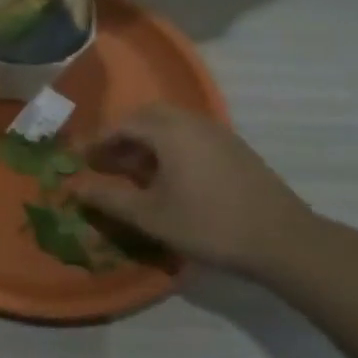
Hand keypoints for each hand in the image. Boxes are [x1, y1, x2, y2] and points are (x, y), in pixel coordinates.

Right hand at [65, 104, 315, 274]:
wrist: (283, 241)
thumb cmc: (208, 224)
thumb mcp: (150, 215)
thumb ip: (108, 198)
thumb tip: (73, 187)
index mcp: (170, 131)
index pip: (123, 124)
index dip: (98, 141)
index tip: (82, 160)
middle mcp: (193, 122)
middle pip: (148, 117)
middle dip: (123, 136)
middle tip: (106, 162)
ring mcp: (219, 134)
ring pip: (172, 125)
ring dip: (147, 142)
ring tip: (134, 172)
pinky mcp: (236, 149)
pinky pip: (191, 136)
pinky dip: (171, 147)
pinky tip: (169, 178)